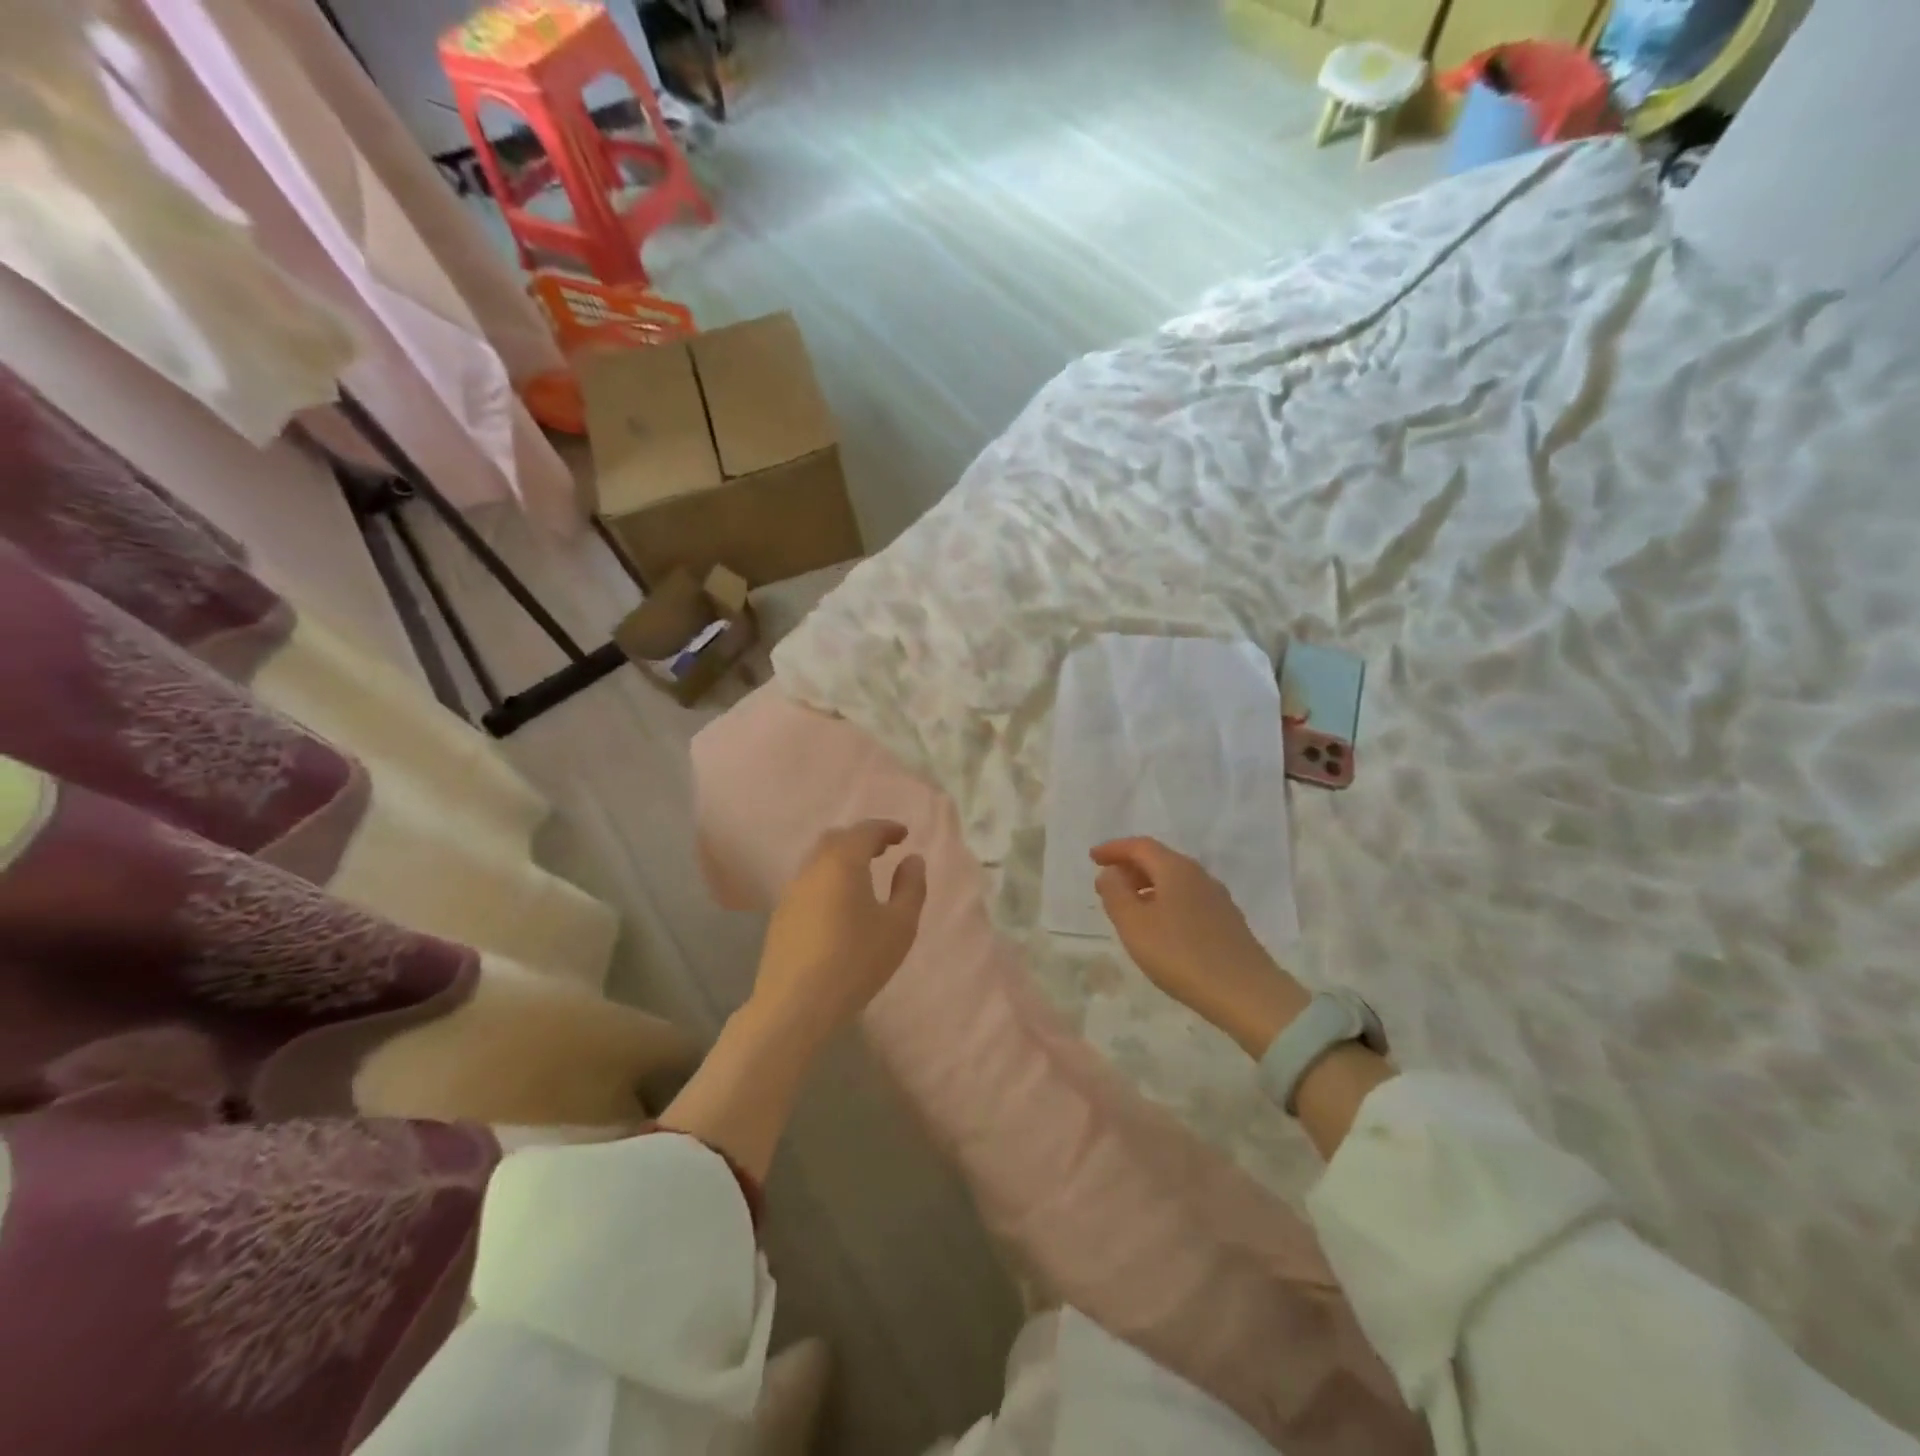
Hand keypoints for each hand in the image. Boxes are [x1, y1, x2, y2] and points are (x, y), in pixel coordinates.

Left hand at [749, 819, 927, 1043]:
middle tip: (883, 849)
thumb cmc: (856, 962)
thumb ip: (910, 887)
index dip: (886, 828)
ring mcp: (791, 892)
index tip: (904, 835)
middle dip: (861, 838)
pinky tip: (839, 904)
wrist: (795, 1005)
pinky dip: (827, 878)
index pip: (865, 831)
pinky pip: (808, 882)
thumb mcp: (899, 926)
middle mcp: (812, 869)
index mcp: (843, 863)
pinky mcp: (780, 916)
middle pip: (836, 839)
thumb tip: (912, 859)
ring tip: (863, 875)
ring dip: (842, 858)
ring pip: (818, 860)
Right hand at [1091, 837, 1309, 1056]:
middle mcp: (1198, 875)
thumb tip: (1110, 873)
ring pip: (1174, 879)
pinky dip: (1165, 900)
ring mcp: (1216, 897)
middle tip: (1107, 883)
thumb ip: (1116, 894)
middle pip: (1159, 859)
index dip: (1114, 849)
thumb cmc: (1181, 954)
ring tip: (1128, 906)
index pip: (1140, 846)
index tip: (1093, 858)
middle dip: (1130, 866)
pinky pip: (1187, 897)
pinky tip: (1159, 925)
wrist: (1246, 994)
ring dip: (1147, 885)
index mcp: (1175, 869)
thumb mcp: (1134, 925)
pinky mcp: (1226, 920)